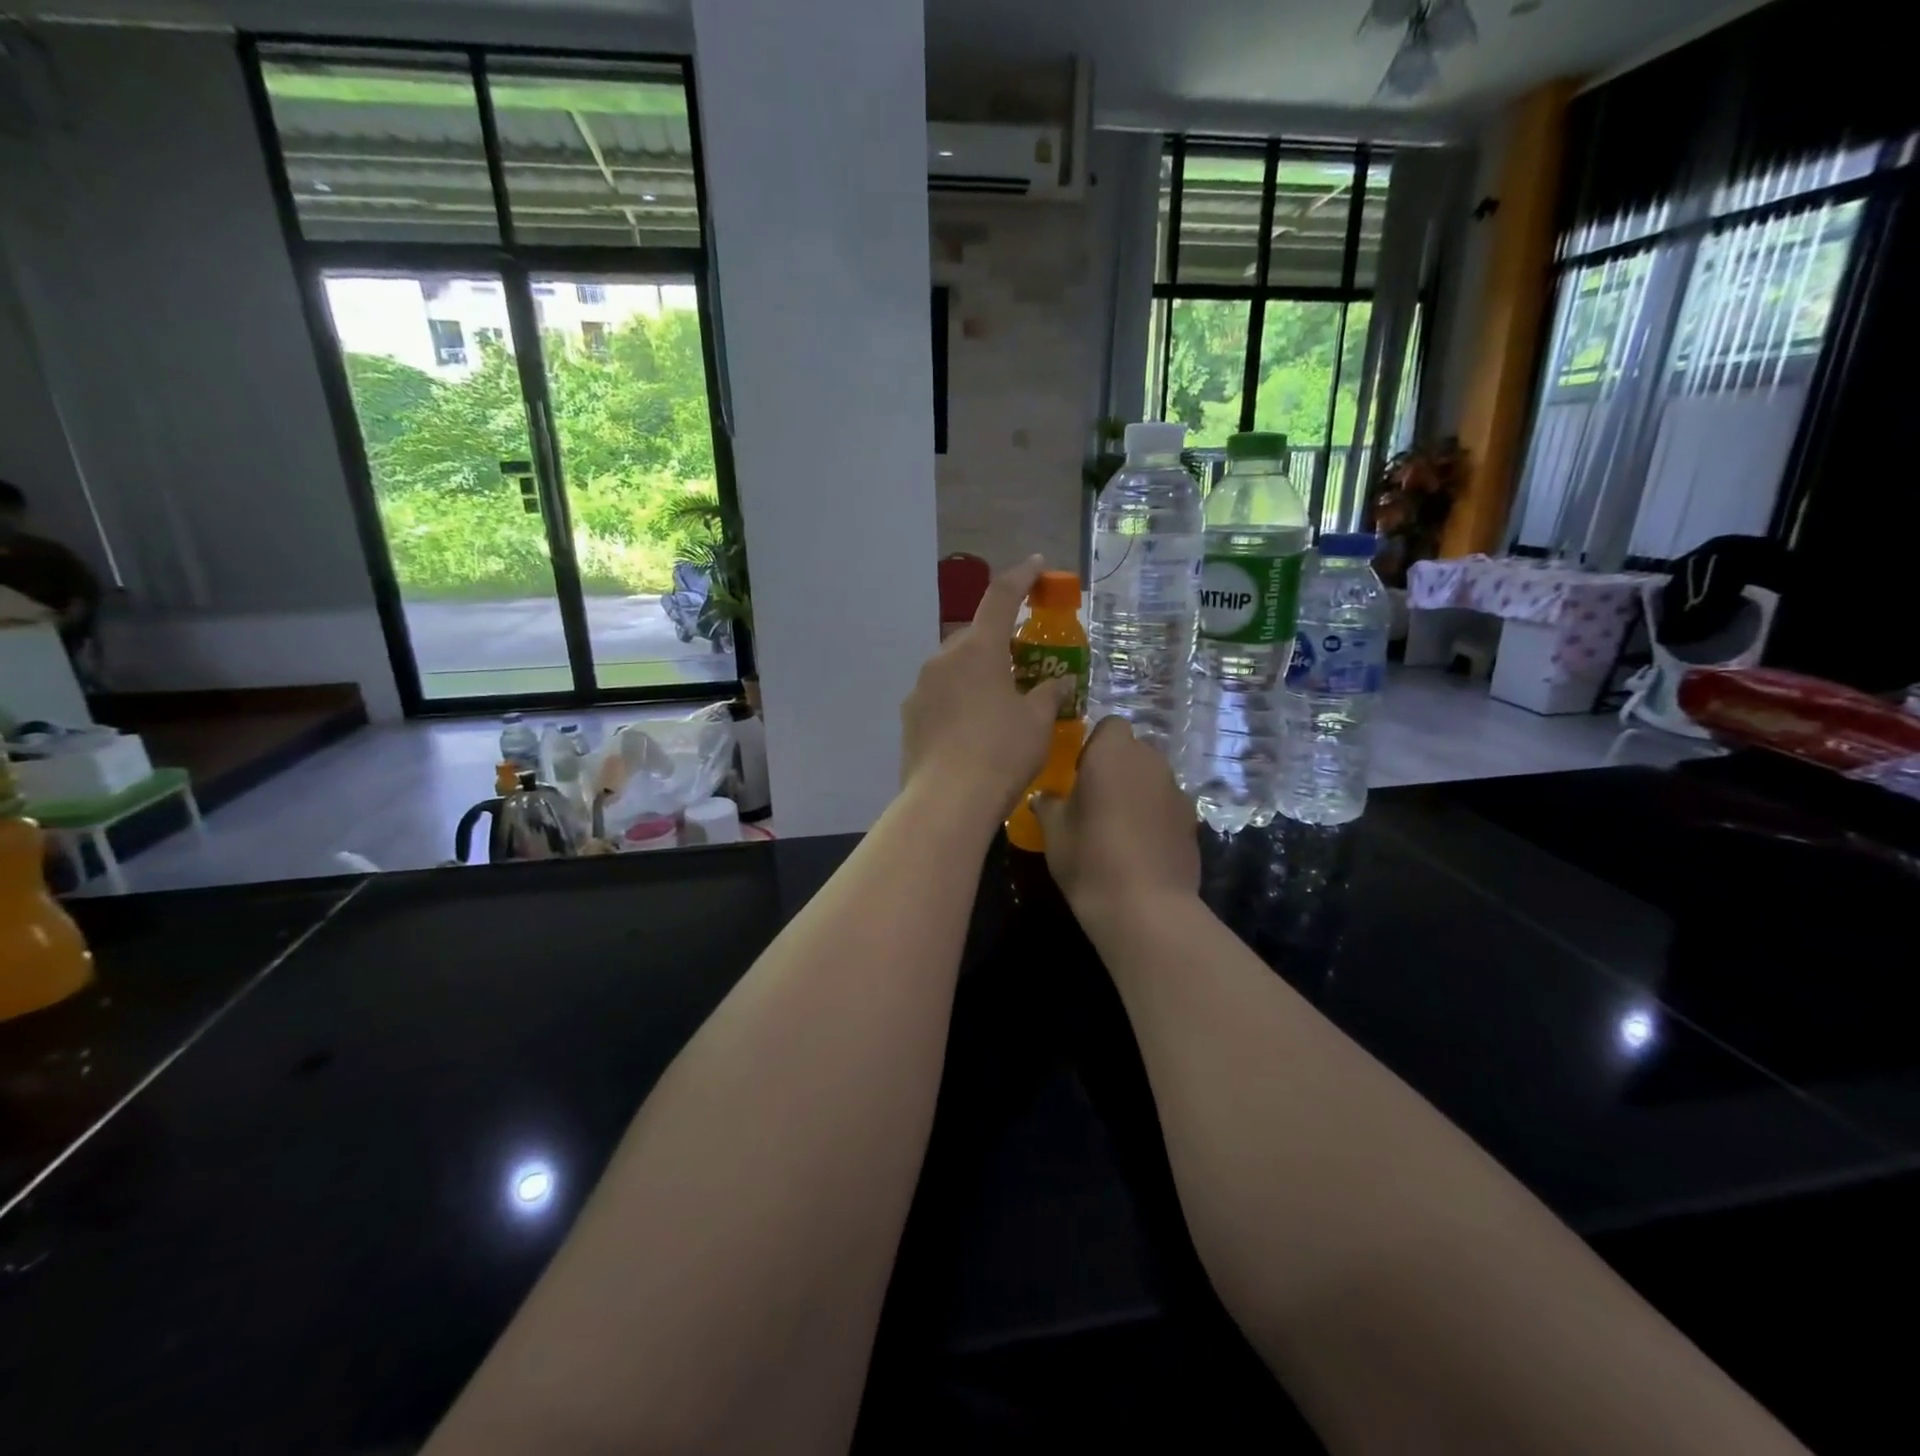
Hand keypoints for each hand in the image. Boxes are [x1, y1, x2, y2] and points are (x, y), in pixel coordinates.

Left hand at [901, 556, 1074, 818]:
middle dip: (997, 642)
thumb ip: (1051, 694)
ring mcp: (920, 688)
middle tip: (1021, 664)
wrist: (947, 802)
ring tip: (997, 703)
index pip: (1001, 597)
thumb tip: (1062, 682)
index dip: (1022, 577)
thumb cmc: (1001, 753)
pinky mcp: (910, 717)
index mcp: (978, 649)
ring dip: (975, 674)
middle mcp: (942, 659)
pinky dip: (958, 700)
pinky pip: (939, 695)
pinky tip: (972, 730)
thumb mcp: (1038, 723)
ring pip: (953, 667)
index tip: (1037, 564)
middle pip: (974, 637)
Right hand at [1031, 716, 1199, 915]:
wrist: (1145, 906)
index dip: (1095, 745)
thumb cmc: (1089, 857)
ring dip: (1137, 791)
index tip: (1079, 773)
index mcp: (1113, 754)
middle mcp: (1150, 762)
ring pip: (1152, 778)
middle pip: (1134, 751)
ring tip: (1118, 826)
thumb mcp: (1054, 831)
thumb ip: (1048, 805)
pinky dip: (1154, 816)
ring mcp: (1176, 791)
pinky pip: (1166, 805)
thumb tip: (1043, 797)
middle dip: (1117, 767)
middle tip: (1095, 799)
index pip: (1110, 725)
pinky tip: (1140, 847)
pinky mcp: (1192, 821)